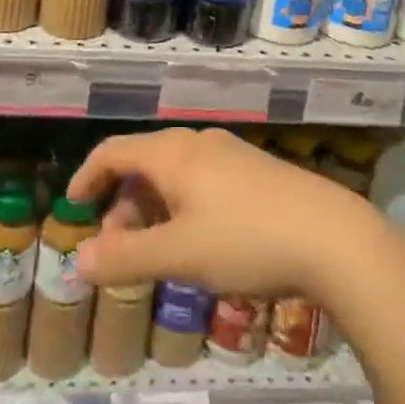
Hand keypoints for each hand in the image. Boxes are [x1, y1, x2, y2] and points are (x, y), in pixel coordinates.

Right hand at [66, 128, 378, 302]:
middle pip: (143, 162)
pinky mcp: (254, 170)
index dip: (86, 176)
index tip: (72, 208)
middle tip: (119, 249)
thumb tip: (77, 260)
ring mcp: (229, 154)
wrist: (333, 235)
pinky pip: (201, 180)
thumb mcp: (180, 255)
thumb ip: (126, 257)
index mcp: (172, 153)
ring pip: (174, 173)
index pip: (113, 151)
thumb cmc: (246, 239)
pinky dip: (182, 206)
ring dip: (153, 208)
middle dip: (122, 203)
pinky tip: (201, 242)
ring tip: (159, 252)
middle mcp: (197, 143)